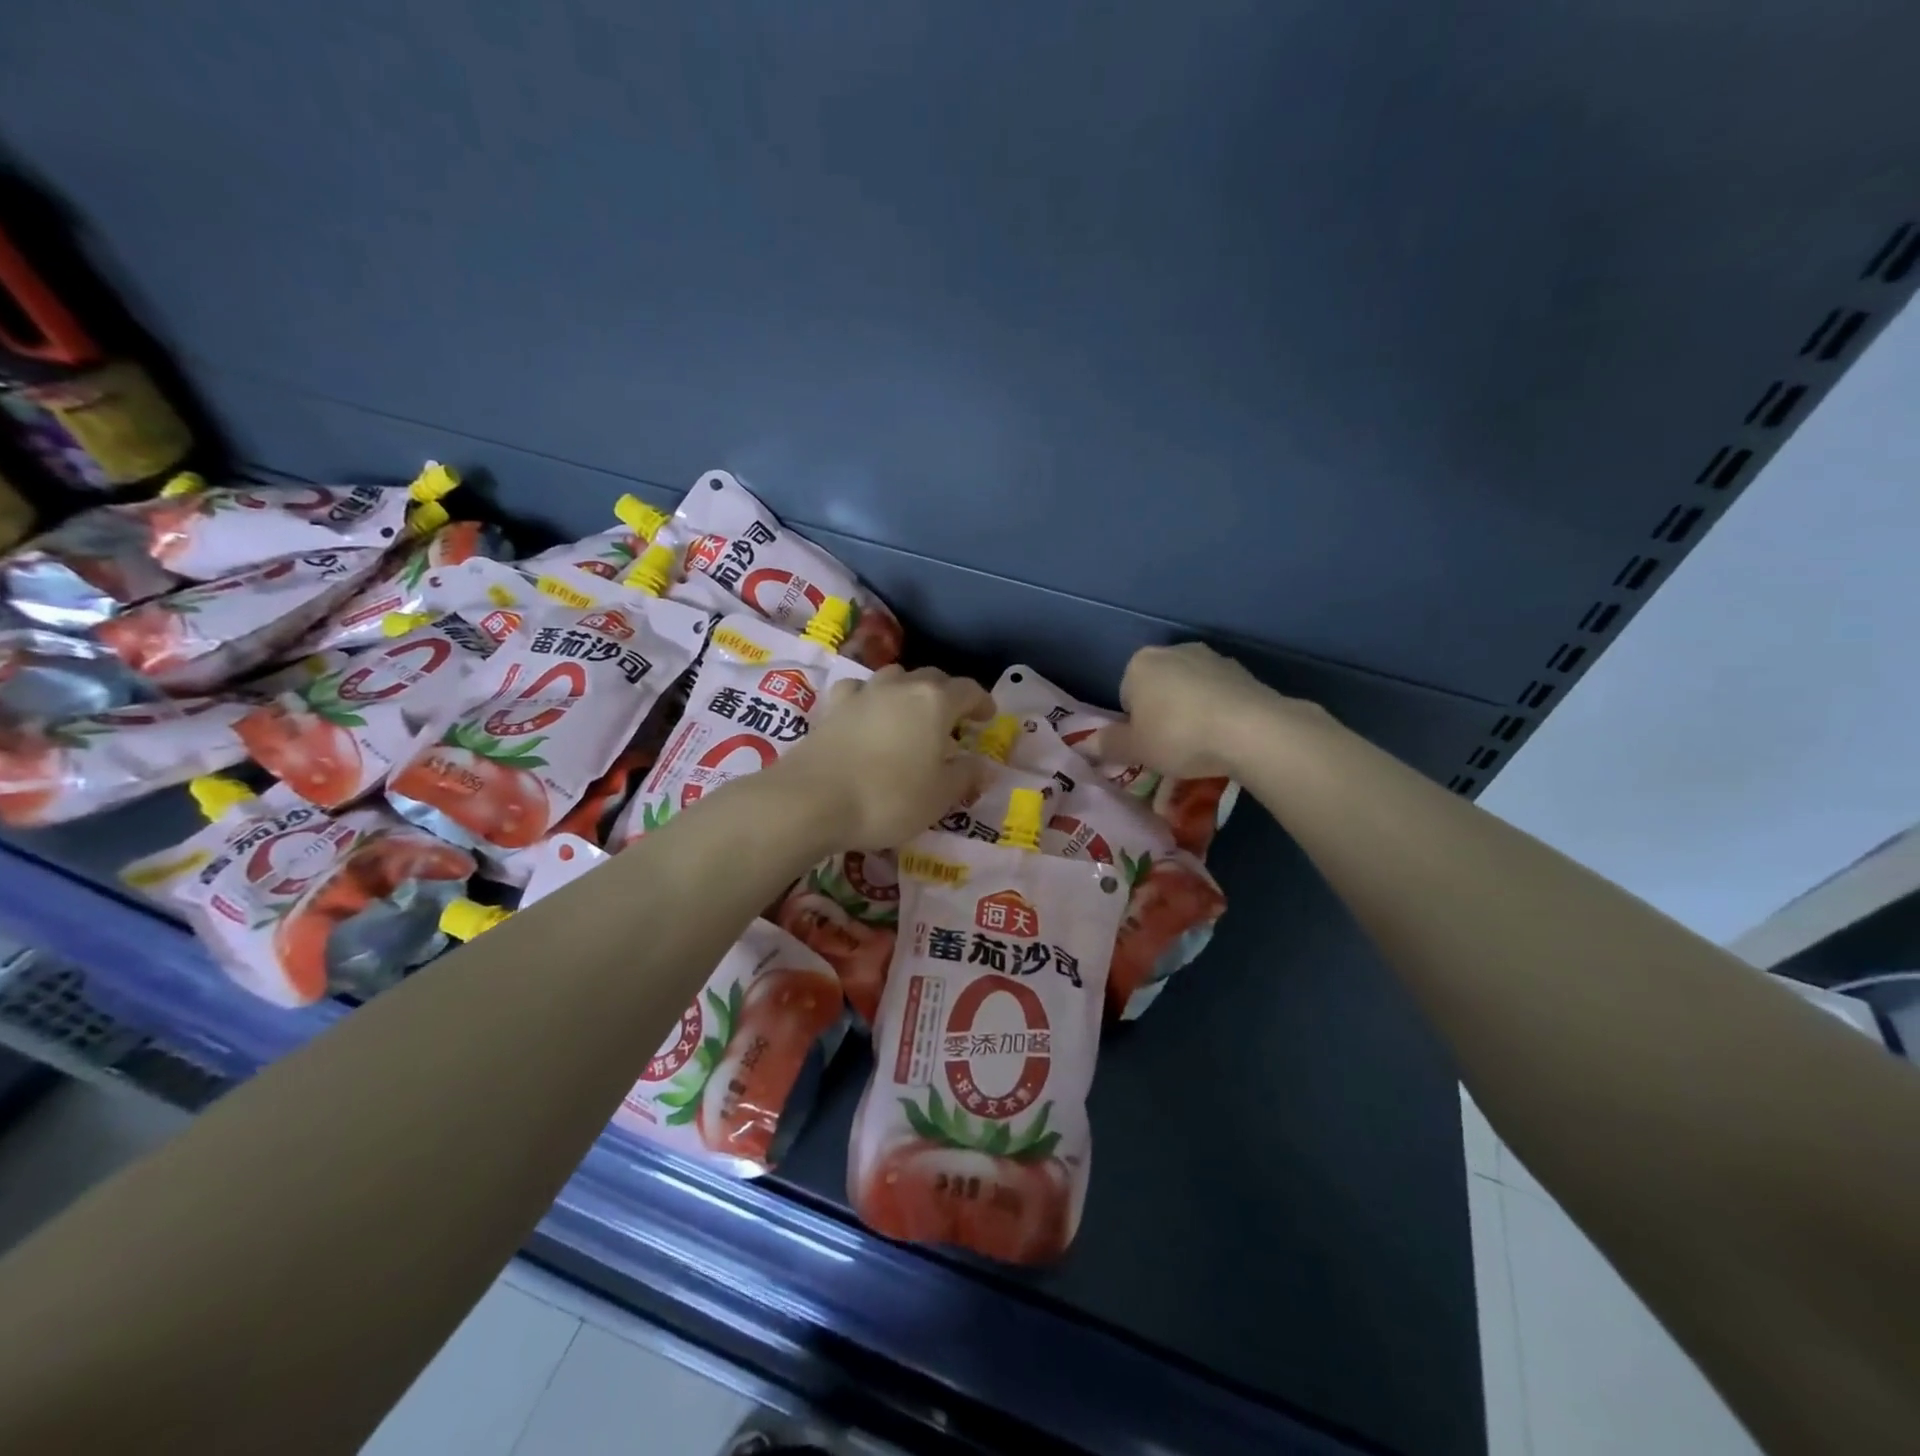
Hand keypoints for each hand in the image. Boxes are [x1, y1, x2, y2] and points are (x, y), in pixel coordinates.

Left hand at [774, 665, 994, 848]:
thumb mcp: (940, 796)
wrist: (812, 800)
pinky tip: (867, 715)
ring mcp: (863, 693)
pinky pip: (858, 691)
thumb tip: (983, 766)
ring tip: (911, 715)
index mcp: (935, 702)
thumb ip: (965, 776)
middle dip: (948, 695)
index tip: (987, 718)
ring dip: (909, 691)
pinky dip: (869, 698)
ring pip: (894, 678)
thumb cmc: (889, 798)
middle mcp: (901, 687)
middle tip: (953, 720)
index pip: (968, 690)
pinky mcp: (832, 707)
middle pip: (932, 678)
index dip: (982, 702)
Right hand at [1105, 642, 1322, 777]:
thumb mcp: (1136, 748)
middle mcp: (1174, 651)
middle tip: (1171, 749)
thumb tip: (1084, 744)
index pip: (1125, 695)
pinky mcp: (1242, 672)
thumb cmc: (1178, 736)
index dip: (1134, 724)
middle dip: (1161, 714)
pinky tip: (1224, 737)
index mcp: (1140, 663)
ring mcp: (1212, 658)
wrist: (1250, 730)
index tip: (1147, 746)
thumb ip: (1109, 745)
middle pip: (1158, 688)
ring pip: (1190, 690)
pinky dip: (1217, 712)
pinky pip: (1219, 695)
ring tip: (1201, 747)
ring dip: (1190, 712)